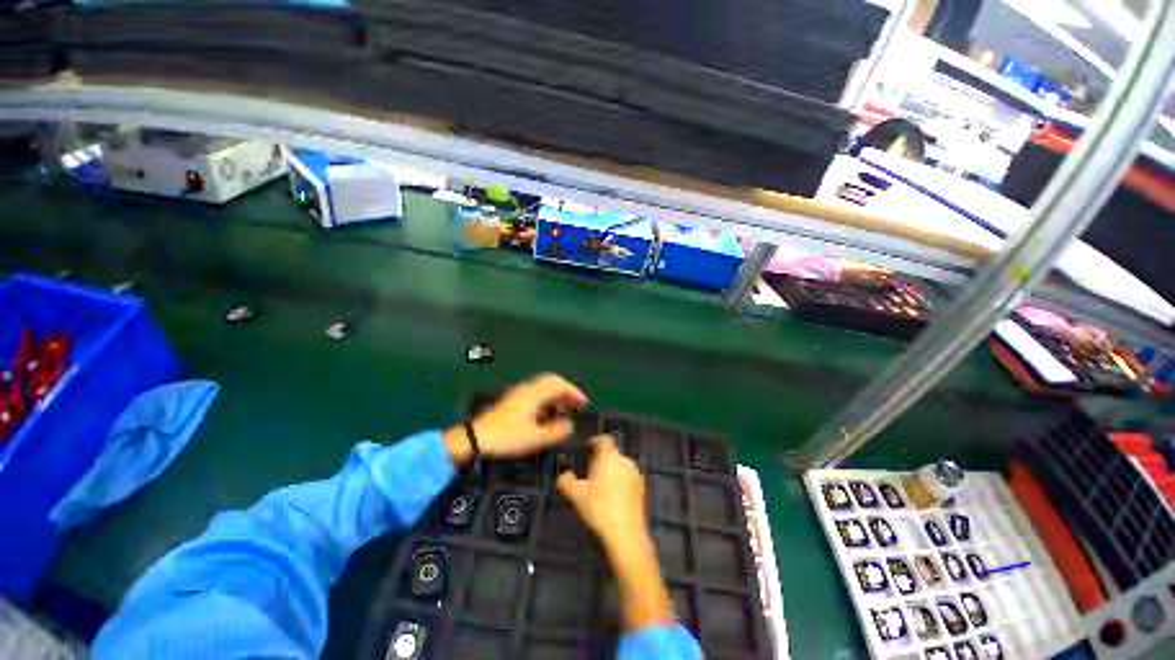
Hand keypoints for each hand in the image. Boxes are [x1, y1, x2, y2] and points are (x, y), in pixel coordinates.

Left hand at [444, 373, 586, 463]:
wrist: (476, 438)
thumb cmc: (506, 437)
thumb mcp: (534, 438)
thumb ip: (555, 431)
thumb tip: (570, 425)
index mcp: (534, 394)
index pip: (559, 385)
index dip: (574, 392)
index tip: (583, 402)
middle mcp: (527, 389)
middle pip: (552, 381)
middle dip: (566, 391)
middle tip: (575, 405)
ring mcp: (519, 393)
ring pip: (544, 386)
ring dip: (556, 395)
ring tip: (563, 411)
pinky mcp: (514, 400)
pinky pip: (536, 393)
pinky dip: (547, 399)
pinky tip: (547, 414)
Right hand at [557, 435, 675, 630]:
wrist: (627, 535)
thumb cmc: (599, 509)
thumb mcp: (576, 496)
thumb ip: (567, 481)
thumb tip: (564, 475)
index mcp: (609, 457)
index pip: (604, 439)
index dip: (596, 441)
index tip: (587, 448)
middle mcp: (625, 460)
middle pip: (612, 453)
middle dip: (602, 459)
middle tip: (590, 472)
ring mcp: (636, 474)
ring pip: (621, 466)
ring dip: (612, 471)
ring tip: (602, 486)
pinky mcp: (642, 488)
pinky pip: (628, 477)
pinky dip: (621, 481)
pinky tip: (614, 497)